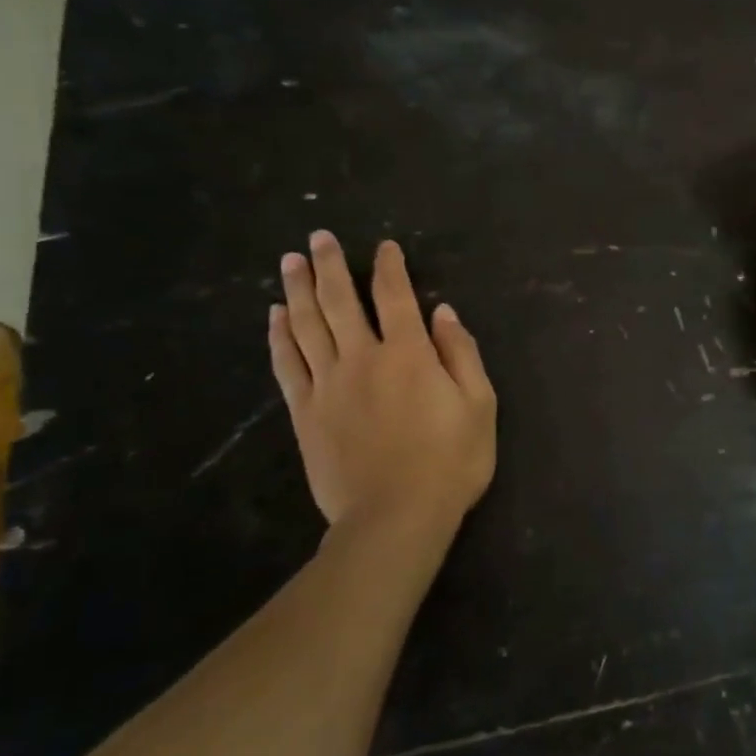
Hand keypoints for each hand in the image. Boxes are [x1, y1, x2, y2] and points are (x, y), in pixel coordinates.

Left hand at [269, 232, 496, 563]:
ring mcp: (328, 385)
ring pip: (307, 325)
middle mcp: (363, 358)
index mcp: (409, 354)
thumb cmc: (449, 462)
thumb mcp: (479, 406)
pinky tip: (276, 316)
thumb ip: (461, 354)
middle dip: (330, 266)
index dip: (389, 267)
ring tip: (290, 261)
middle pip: (340, 301)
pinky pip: (287, 364)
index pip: (395, 296)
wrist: (395, 518)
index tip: (383, 247)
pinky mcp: (305, 412)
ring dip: (298, 289)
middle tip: (318, 237)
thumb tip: (443, 312)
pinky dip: (279, 336)